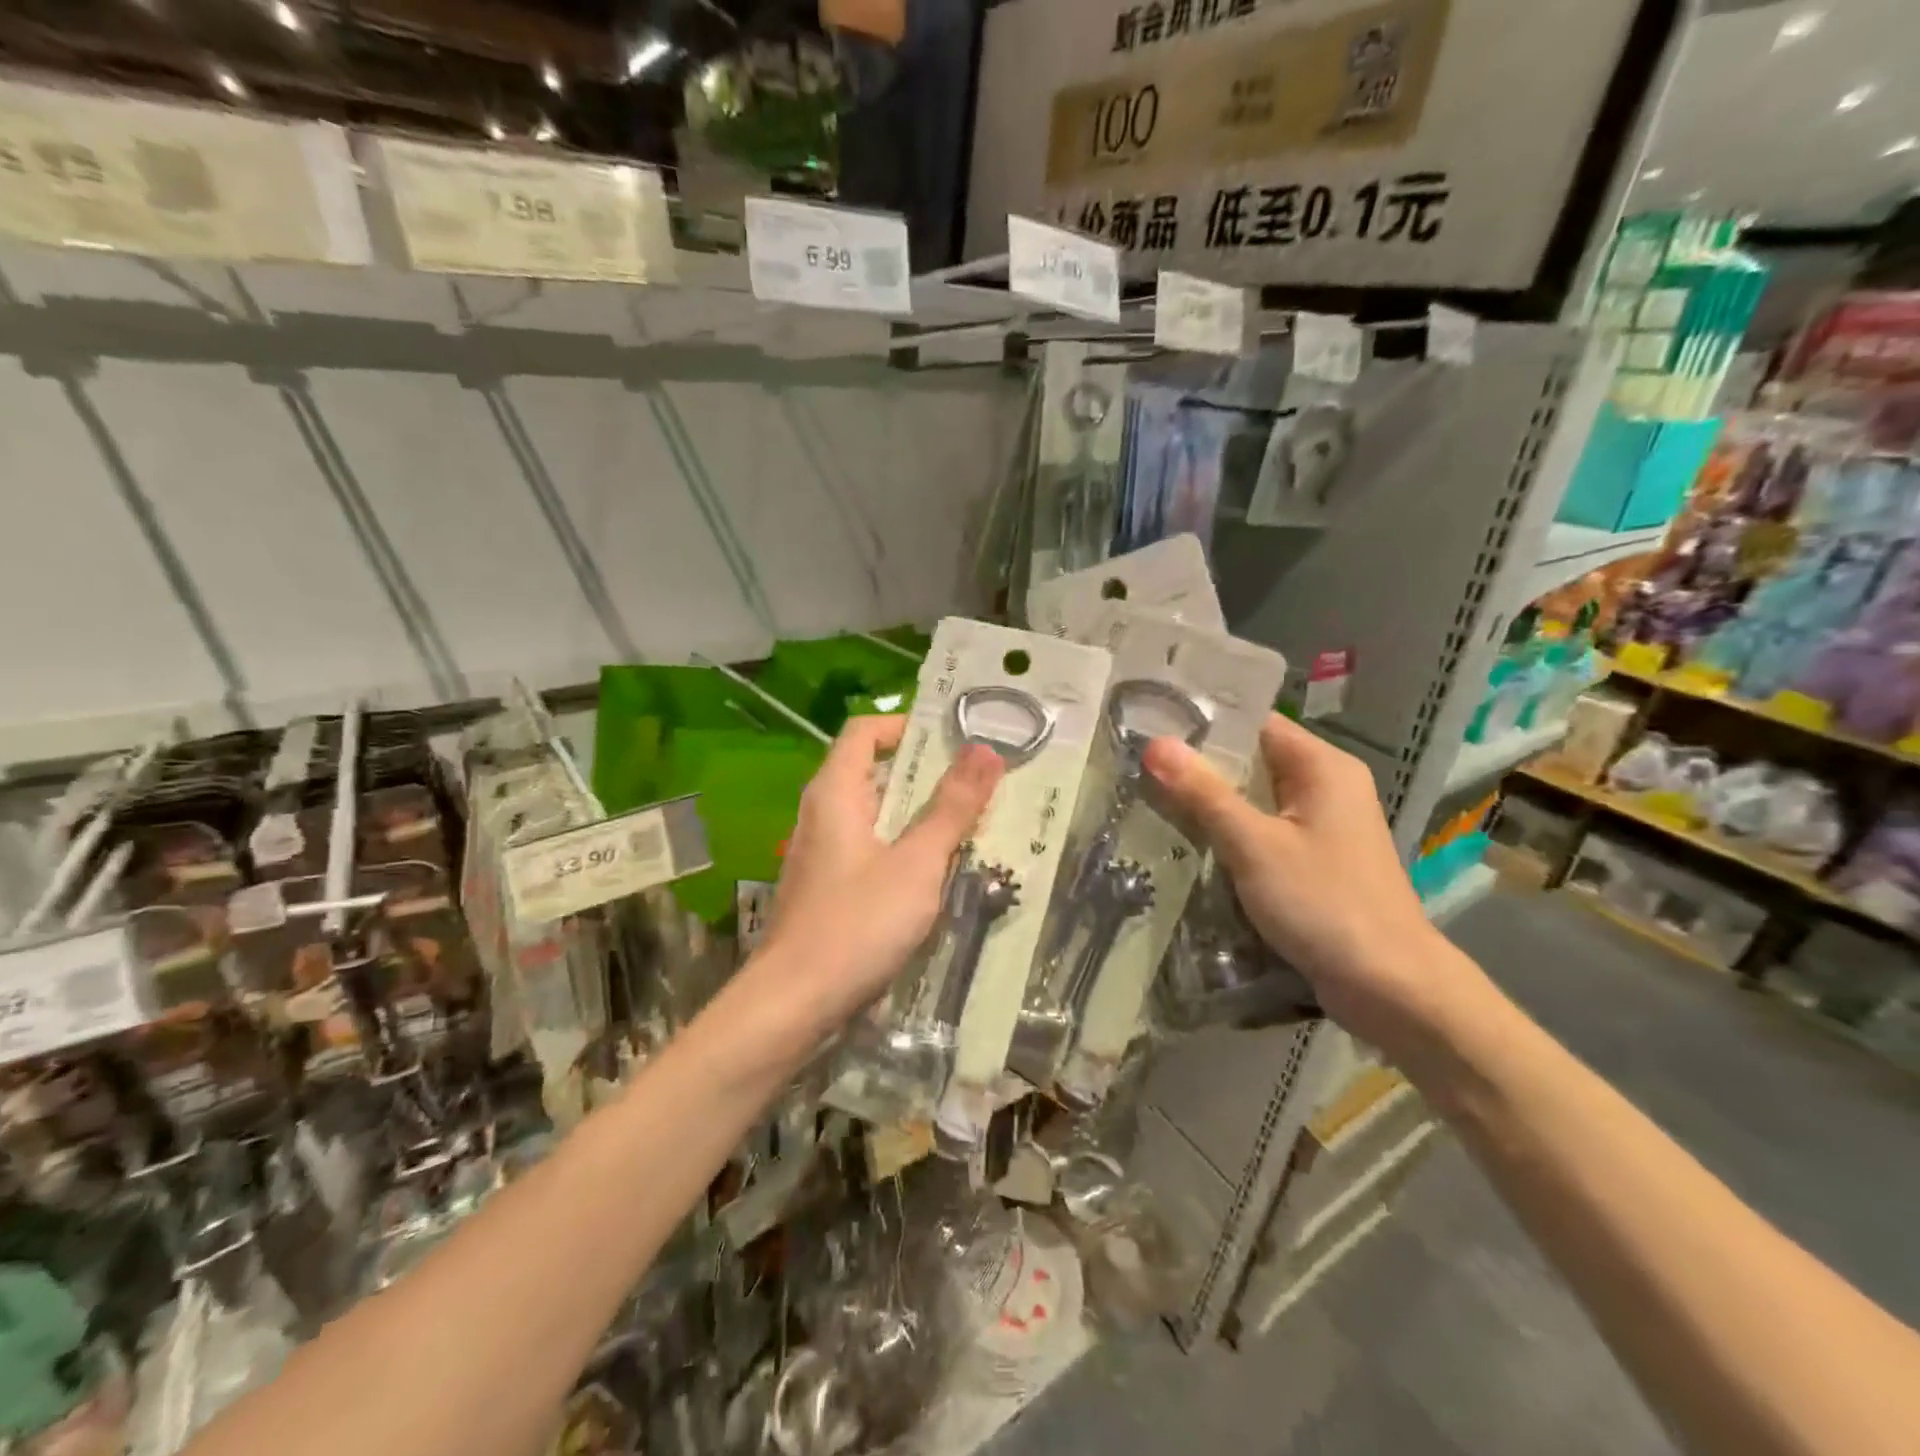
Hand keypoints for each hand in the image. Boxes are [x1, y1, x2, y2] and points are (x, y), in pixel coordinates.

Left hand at [764, 716, 1003, 1023]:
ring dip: (921, 815)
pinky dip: (905, 848)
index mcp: (836, 792)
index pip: (865, 730)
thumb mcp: (917, 862)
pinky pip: (871, 849)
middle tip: (980, 781)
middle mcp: (822, 813)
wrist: (793, 1004)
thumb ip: (952, 807)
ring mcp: (822, 852)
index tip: (955, 739)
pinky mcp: (828, 887)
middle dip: (927, 774)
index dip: (907, 725)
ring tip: (971, 823)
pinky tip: (938, 872)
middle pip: (875, 771)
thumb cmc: (856, 924)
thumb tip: (985, 750)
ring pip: (876, 815)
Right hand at [1143, 713, 1480, 1054]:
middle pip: (1253, 758)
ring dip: (1211, 800)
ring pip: (1256, 796)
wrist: (1389, 985)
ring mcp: (1323, 823)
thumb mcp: (1255, 846)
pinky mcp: (1316, 858)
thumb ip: (1204, 793)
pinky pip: (1264, 828)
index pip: (1255, 722)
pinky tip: (1189, 838)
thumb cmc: (1324, 904)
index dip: (1204, 721)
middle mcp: (1327, 785)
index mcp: (1323, 766)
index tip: (1151, 725)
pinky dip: (1230, 830)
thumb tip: (1155, 744)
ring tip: (1149, 794)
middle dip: (1199, 764)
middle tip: (1139, 763)